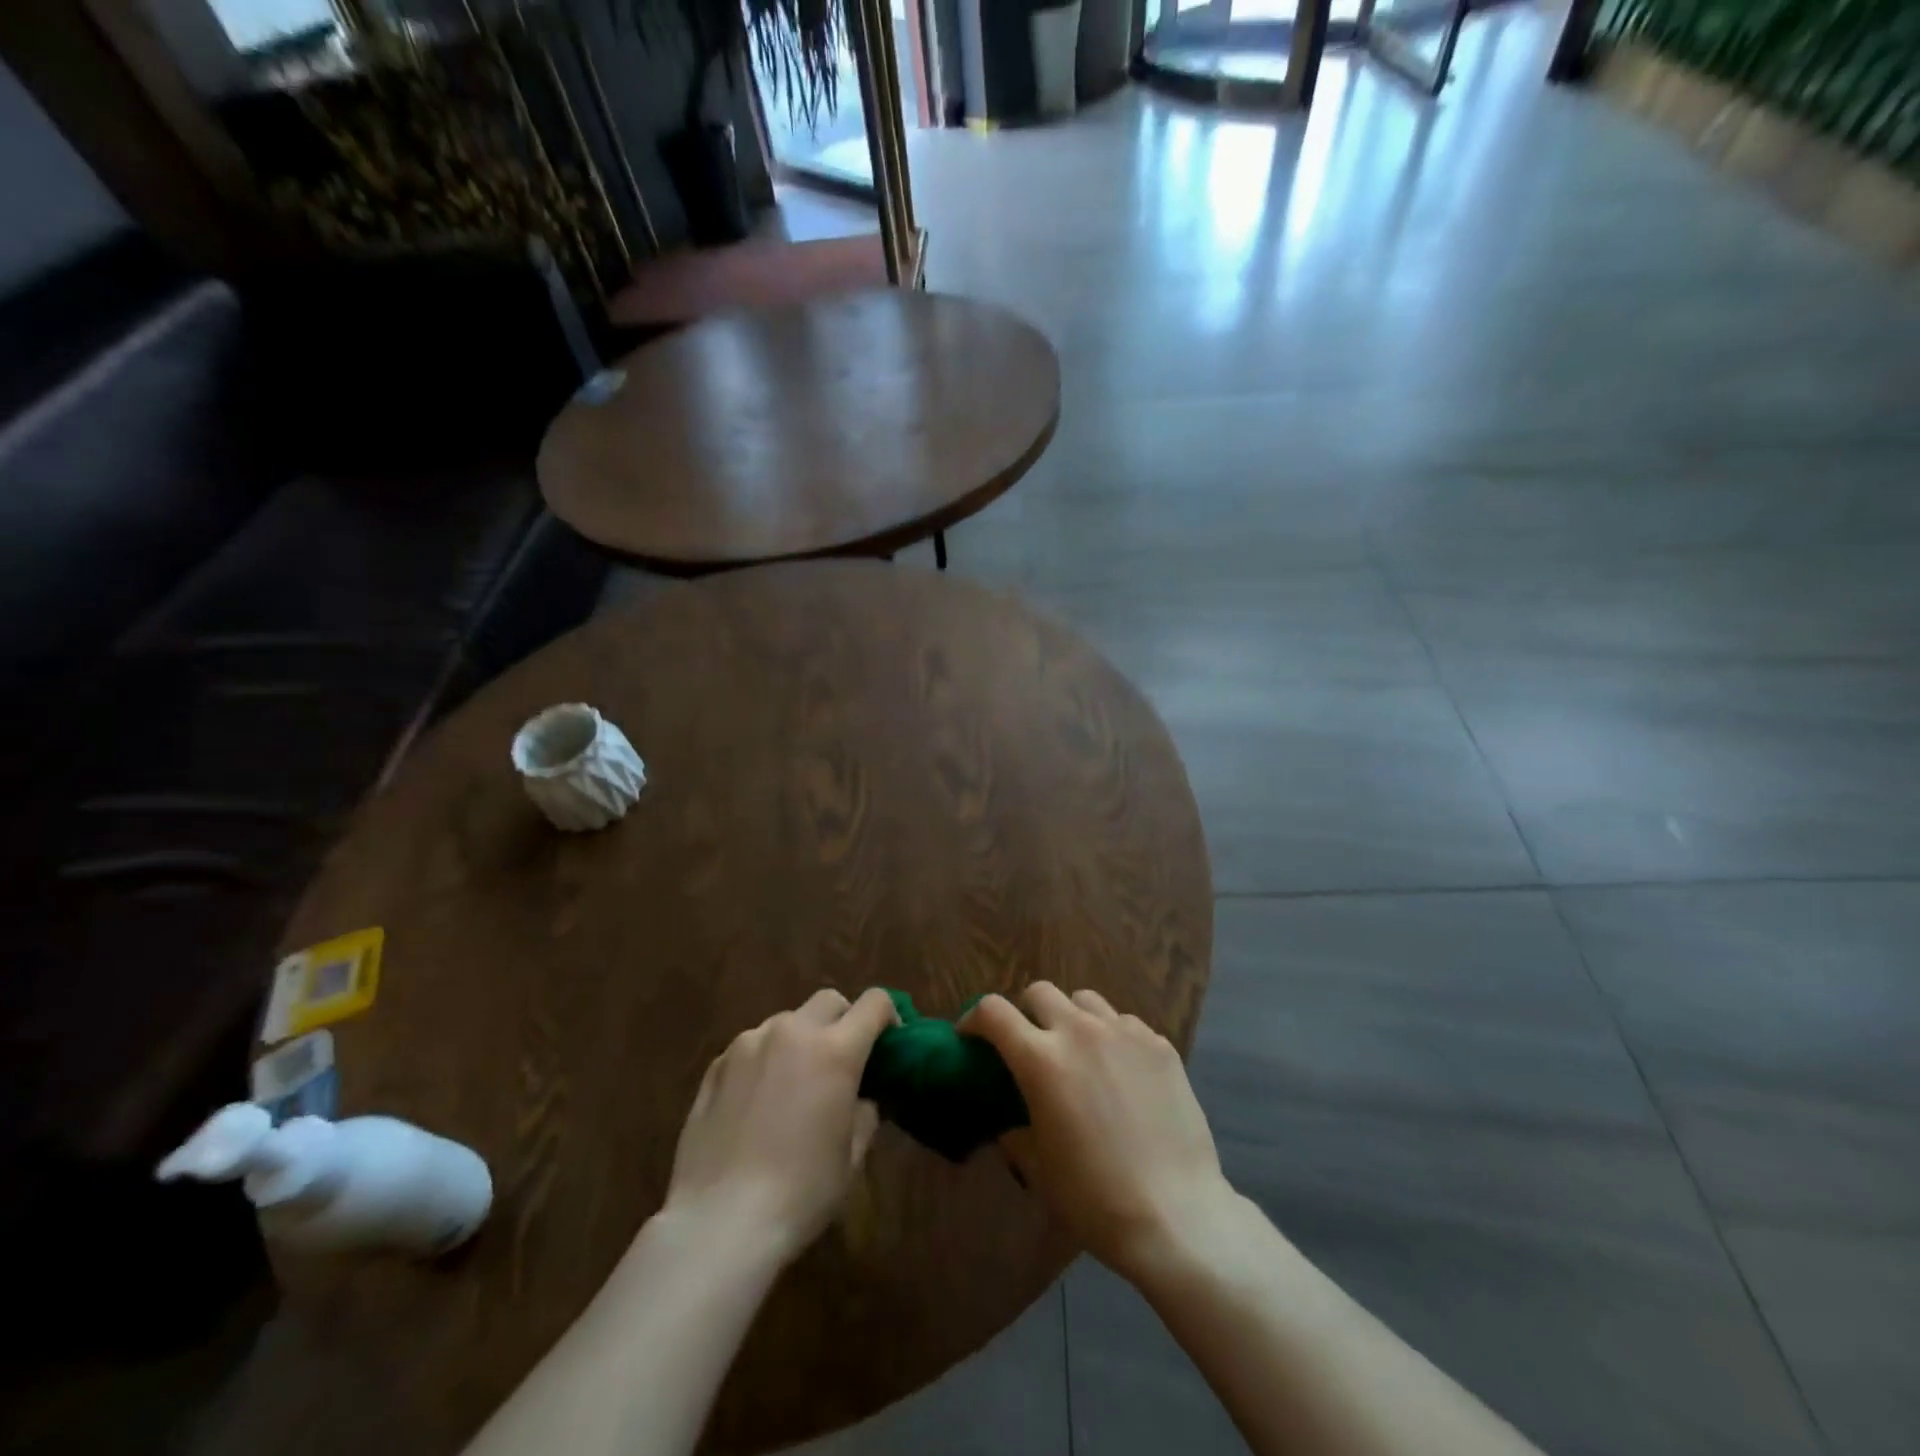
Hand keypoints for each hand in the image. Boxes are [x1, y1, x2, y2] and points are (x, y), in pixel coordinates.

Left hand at [660, 987, 896, 1264]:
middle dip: (844, 1021)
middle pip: (829, 1001)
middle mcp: (792, 1032)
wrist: (719, 1222)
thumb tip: (862, 1097)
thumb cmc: (801, 1192)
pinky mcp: (716, 1064)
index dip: (889, 1016)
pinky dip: (766, 1059)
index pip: (875, 1003)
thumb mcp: (852, 1157)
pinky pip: (753, 1046)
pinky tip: (758, 1103)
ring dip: (801, 1040)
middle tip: (843, 1061)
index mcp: (835, 1050)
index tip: (889, 1045)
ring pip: (788, 1021)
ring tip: (795, 1084)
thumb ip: (865, 1112)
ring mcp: (750, 1043)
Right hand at [964, 983, 1236, 1281]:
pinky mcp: (1160, 1045)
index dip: (974, 1018)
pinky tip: (1122, 1073)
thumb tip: (1012, 1121)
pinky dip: (1113, 1038)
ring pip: (1085, 1000)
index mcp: (1041, 1060)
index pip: (993, 1012)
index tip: (972, 1037)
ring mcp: (1124, 1033)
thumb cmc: (1094, 1199)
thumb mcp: (1037, 1170)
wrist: (1176, 1215)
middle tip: (1030, 1045)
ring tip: (1080, 1052)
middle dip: (1026, 1012)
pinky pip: (1125, 1024)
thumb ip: (1016, 1132)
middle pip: (1040, 992)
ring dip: (1071, 1018)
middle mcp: (1080, 1032)